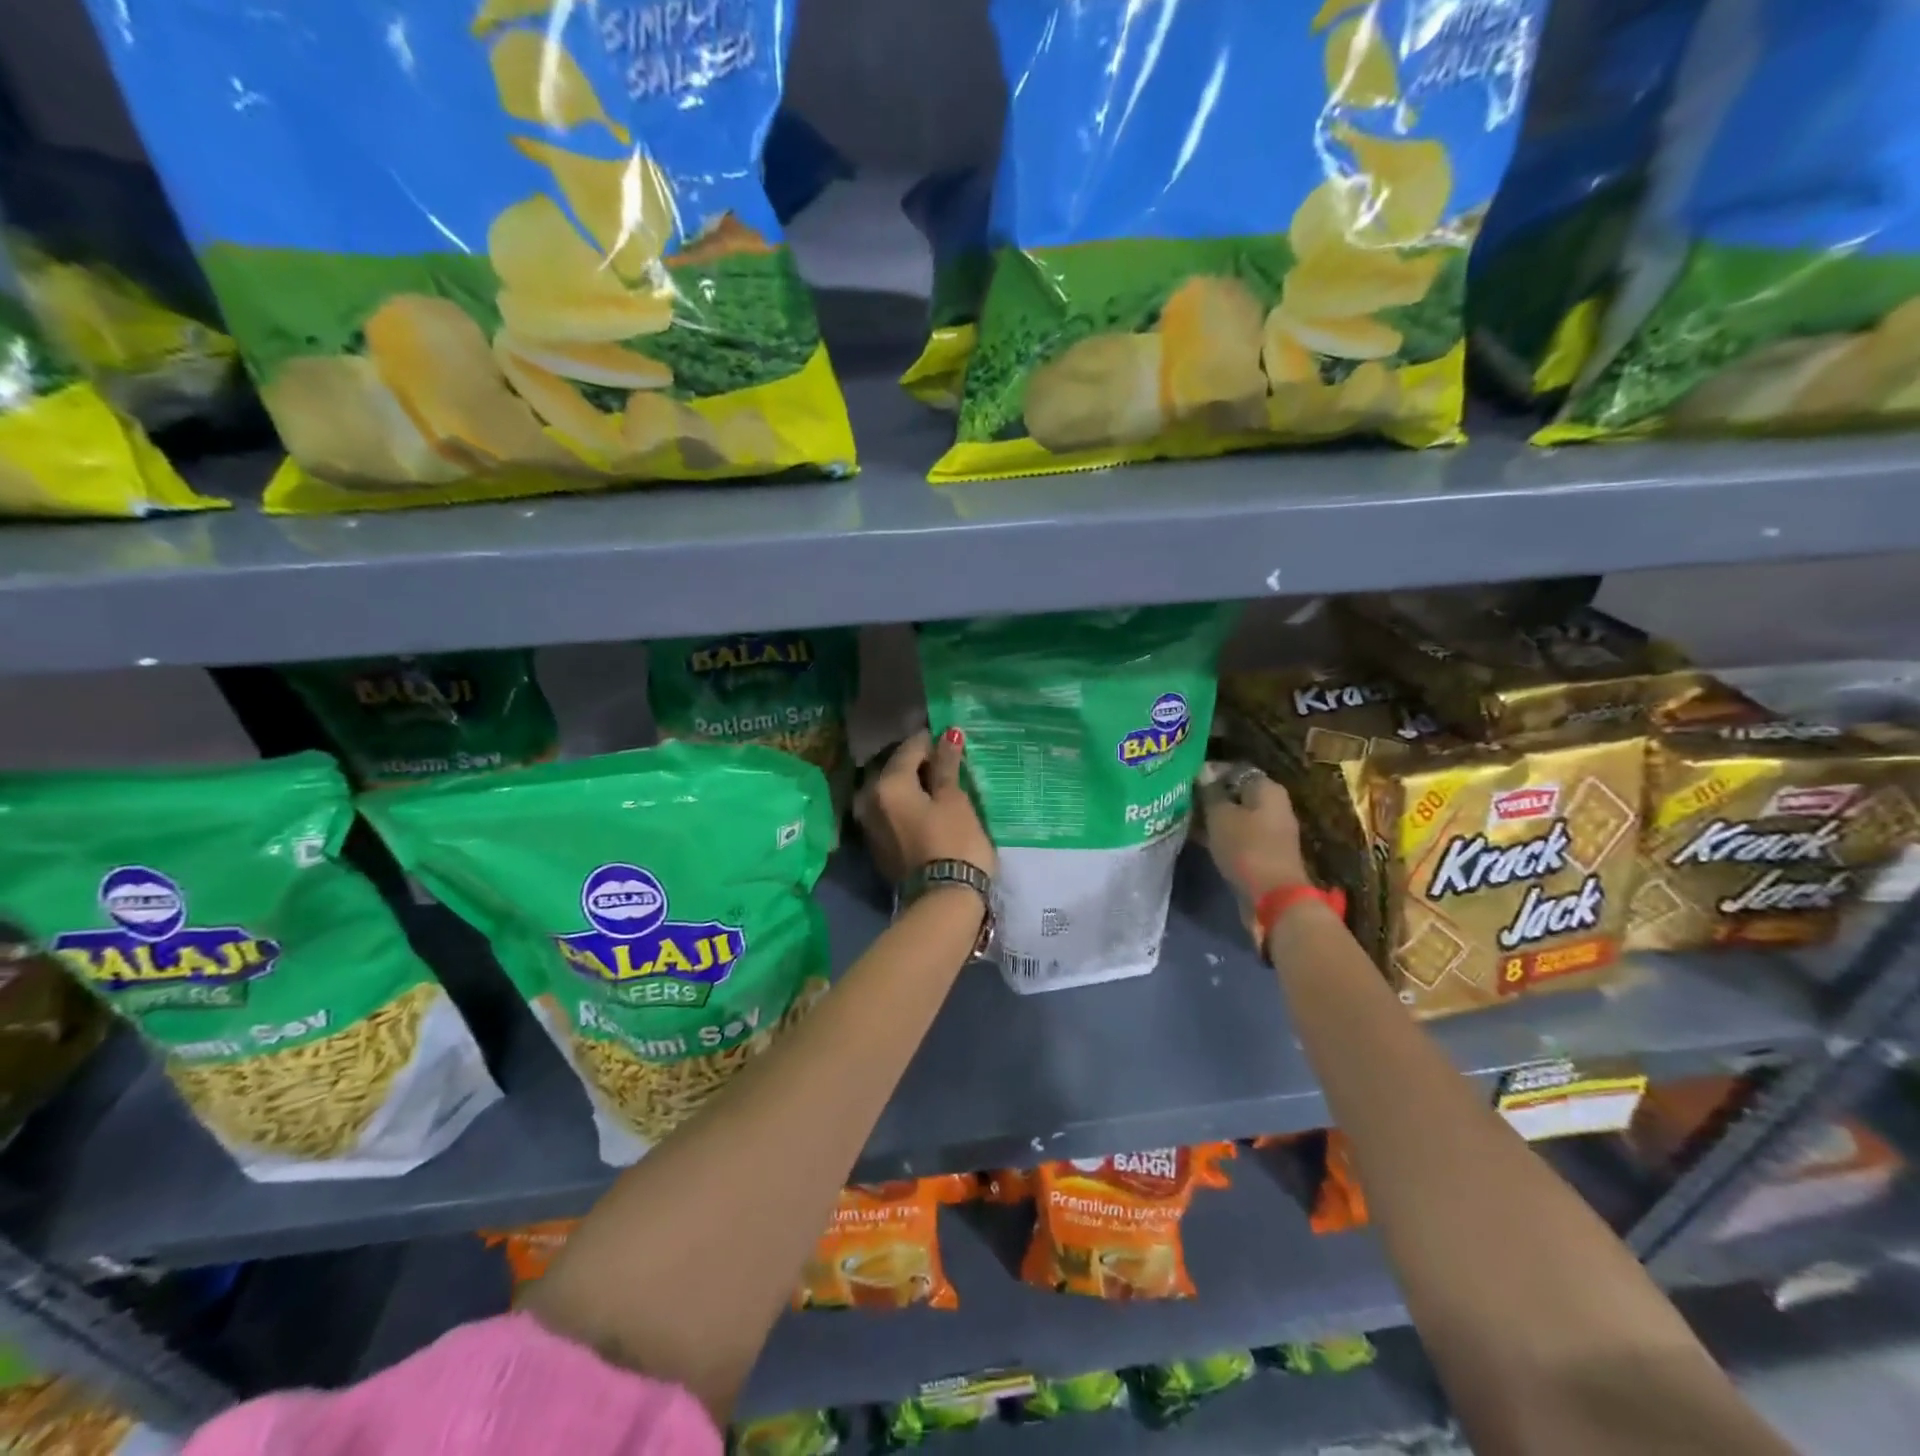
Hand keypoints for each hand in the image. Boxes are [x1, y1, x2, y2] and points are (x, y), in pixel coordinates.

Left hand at [857, 729, 996, 884]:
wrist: (943, 901)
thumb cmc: (954, 842)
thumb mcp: (954, 799)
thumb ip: (946, 766)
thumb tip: (947, 735)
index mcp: (887, 783)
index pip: (910, 748)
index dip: (932, 740)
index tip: (951, 739)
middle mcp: (868, 798)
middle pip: (894, 768)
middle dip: (918, 761)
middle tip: (946, 761)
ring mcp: (869, 823)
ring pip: (890, 790)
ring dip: (911, 783)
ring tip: (939, 784)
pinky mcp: (877, 844)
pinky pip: (890, 811)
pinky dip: (906, 804)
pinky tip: (927, 806)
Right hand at [1196, 763, 1311, 935]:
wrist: (1273, 897)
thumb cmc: (1246, 847)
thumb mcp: (1220, 815)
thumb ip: (1210, 792)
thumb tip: (1203, 771)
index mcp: (1266, 788)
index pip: (1234, 769)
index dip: (1209, 771)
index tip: (1184, 777)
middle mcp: (1271, 805)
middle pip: (1235, 792)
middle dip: (1208, 795)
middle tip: (1179, 797)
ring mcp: (1268, 830)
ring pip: (1234, 815)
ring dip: (1210, 816)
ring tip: (1181, 816)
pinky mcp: (1261, 851)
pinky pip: (1236, 835)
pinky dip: (1218, 834)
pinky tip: (1194, 836)